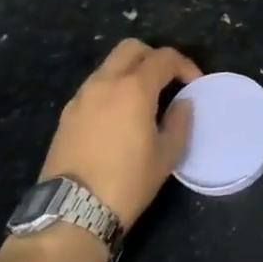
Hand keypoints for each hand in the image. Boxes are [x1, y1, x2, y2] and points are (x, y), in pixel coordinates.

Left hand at [41, 39, 200, 229]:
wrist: (72, 213)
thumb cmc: (127, 183)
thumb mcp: (166, 156)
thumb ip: (179, 122)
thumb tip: (182, 103)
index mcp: (133, 88)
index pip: (164, 57)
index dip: (185, 65)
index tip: (195, 83)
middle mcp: (105, 82)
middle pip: (132, 48)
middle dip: (154, 57)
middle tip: (168, 81)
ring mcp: (82, 96)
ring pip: (110, 65)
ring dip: (131, 71)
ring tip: (144, 100)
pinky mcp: (67, 113)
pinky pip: (95, 86)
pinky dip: (112, 89)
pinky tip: (119, 116)